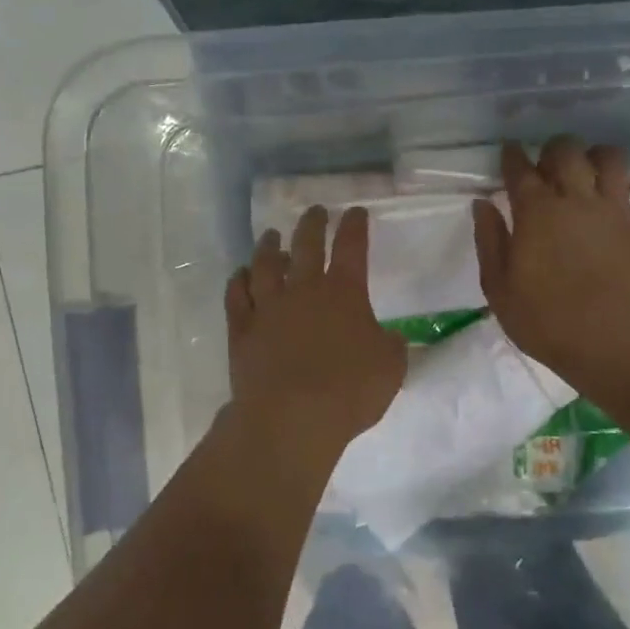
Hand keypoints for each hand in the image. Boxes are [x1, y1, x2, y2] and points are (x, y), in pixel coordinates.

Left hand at [225, 206, 405, 453]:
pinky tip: (241, 274)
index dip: (355, 226)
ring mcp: (268, 307)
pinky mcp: (242, 329)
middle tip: (315, 211)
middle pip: (306, 245)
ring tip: (271, 235)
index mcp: (344, 293)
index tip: (356, 212)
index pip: (352, 248)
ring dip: (269, 247)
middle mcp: (303, 290)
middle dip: (313, 224)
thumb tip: (389, 337)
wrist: (291, 417)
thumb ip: (392, 346)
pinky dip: (239, 280)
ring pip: (265, 265)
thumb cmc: (349, 391)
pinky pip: (237, 295)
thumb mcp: (391, 368)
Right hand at [472, 137, 629, 386]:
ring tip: (590, 172)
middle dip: (554, 150)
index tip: (509, 154)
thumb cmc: (544, 322)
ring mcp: (618, 212)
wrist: (608, 347)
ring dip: (598, 156)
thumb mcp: (498, 288)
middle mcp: (578, 200)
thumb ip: (489, 240)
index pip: (520, 168)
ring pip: (613, 159)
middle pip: (567, 151)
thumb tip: (484, 203)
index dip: (512, 156)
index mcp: (537, 212)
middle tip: (547, 167)